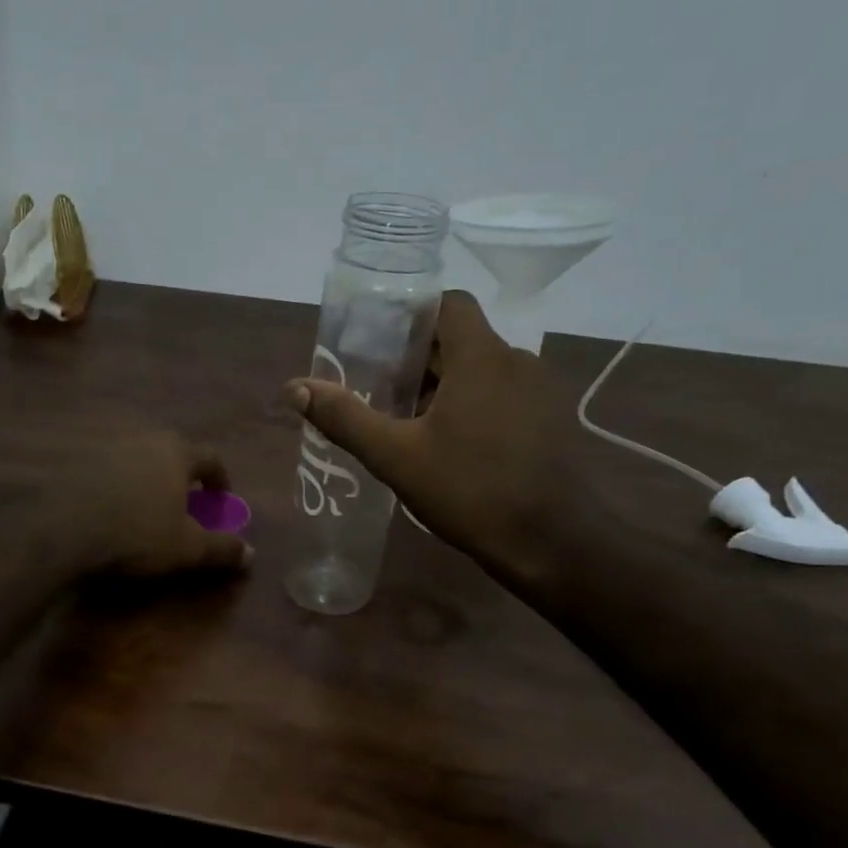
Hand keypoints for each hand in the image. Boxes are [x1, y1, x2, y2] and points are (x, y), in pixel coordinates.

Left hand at [73, 431, 253, 576]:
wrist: (65, 529)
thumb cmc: (139, 533)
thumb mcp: (188, 547)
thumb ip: (221, 548)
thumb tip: (251, 553)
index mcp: (176, 452)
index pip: (210, 457)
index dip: (220, 479)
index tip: (221, 500)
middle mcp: (144, 441)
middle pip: (173, 453)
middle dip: (184, 477)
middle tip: (187, 504)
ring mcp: (108, 449)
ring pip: (140, 461)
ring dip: (151, 481)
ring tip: (151, 510)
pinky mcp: (79, 464)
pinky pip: (111, 473)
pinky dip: (122, 489)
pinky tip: (116, 513)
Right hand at [285, 291, 578, 583]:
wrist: (552, 544)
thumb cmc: (471, 491)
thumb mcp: (396, 457)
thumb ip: (345, 418)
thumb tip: (294, 387)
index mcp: (481, 357)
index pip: (448, 303)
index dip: (412, 312)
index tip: (378, 337)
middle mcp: (516, 362)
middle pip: (460, 339)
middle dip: (416, 357)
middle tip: (376, 385)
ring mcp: (539, 392)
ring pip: (480, 370)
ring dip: (442, 384)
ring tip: (404, 417)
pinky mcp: (549, 421)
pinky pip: (501, 395)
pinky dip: (470, 404)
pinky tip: (446, 443)